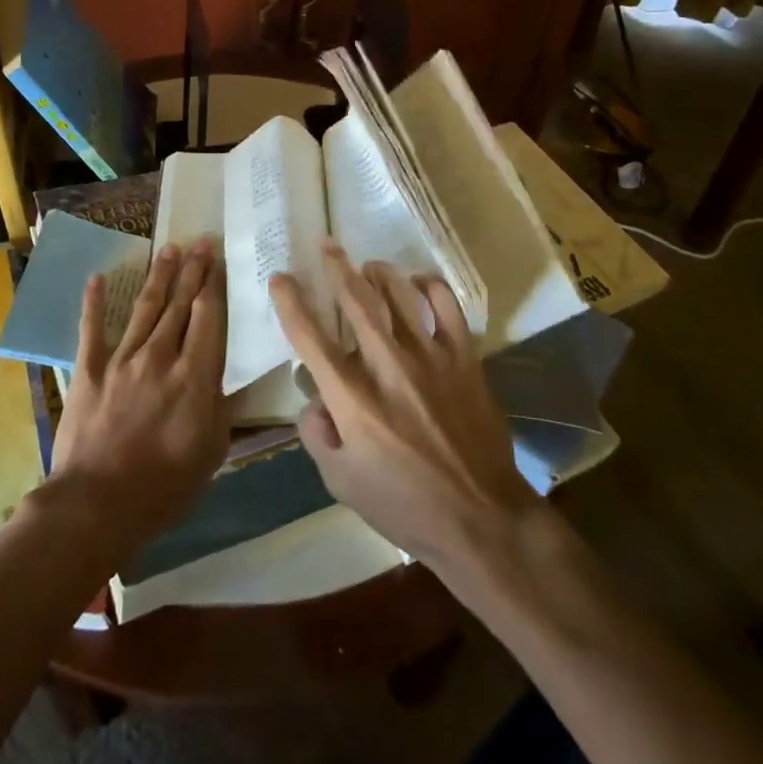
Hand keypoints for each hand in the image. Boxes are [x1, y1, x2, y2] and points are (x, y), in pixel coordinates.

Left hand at [49, 237, 230, 555]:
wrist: (96, 505)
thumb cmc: (164, 486)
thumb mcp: (211, 452)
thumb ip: (222, 408)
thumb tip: (233, 378)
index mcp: (194, 375)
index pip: (208, 317)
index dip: (214, 284)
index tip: (219, 259)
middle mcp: (160, 356)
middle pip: (179, 303)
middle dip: (192, 270)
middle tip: (200, 241)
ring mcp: (122, 359)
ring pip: (145, 308)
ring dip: (158, 277)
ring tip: (169, 250)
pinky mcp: (89, 370)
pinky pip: (92, 329)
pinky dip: (94, 302)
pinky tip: (98, 277)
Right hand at [271, 243, 535, 571]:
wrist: (481, 519)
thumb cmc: (406, 506)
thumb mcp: (341, 484)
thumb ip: (317, 436)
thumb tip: (313, 399)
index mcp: (353, 399)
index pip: (311, 338)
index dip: (291, 303)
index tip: (281, 278)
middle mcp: (388, 366)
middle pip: (355, 300)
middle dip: (336, 267)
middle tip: (326, 244)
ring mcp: (430, 357)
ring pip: (399, 293)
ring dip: (379, 272)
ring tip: (368, 264)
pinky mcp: (464, 358)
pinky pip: (447, 305)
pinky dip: (431, 285)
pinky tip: (419, 282)